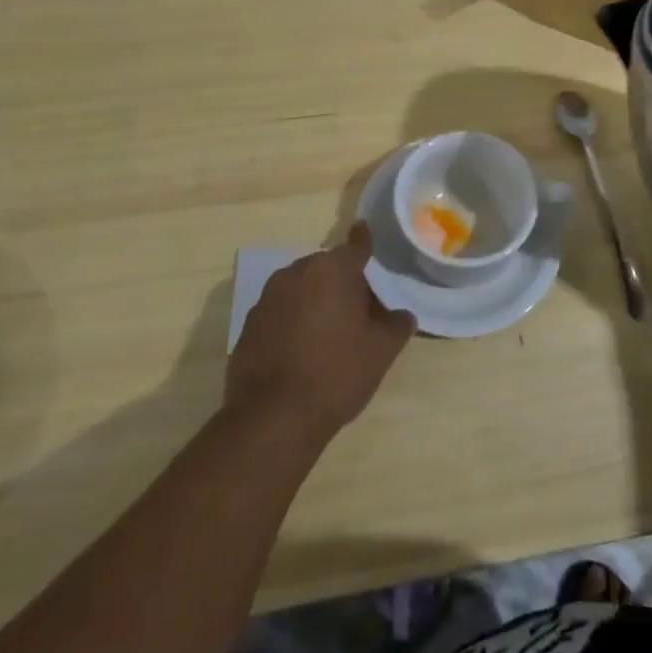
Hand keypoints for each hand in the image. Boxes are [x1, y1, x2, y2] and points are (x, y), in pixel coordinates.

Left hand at [226, 222, 414, 445]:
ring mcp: (267, 298)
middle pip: (327, 268)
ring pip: (301, 288)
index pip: (356, 245)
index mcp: (331, 270)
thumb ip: (397, 325)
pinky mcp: (249, 325)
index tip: (367, 233)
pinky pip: (280, 312)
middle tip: (359, 307)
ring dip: (316, 300)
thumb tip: (403, 314)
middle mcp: (296, 273)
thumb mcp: (381, 352)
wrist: (272, 420)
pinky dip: (293, 320)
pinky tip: (302, 349)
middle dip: (342, 280)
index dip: (365, 241)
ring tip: (330, 330)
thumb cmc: (335, 375)